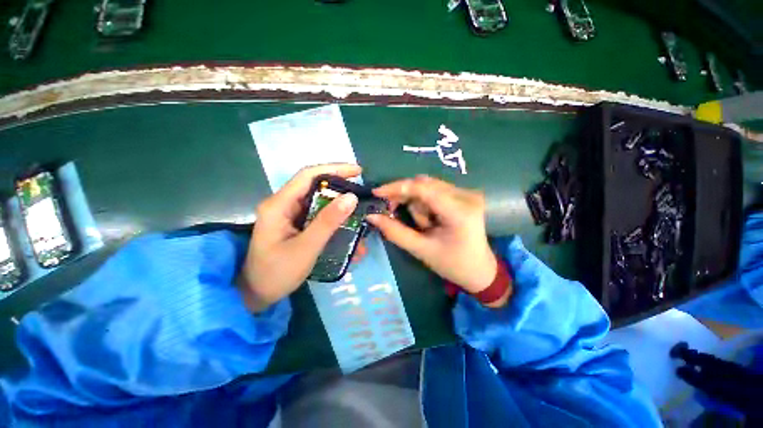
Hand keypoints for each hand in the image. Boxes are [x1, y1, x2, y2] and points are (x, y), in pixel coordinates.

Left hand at [238, 164, 360, 311]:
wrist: (257, 294)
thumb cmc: (277, 273)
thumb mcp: (306, 248)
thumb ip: (328, 222)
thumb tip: (352, 197)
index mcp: (279, 205)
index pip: (308, 175)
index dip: (334, 169)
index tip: (358, 171)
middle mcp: (283, 204)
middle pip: (315, 186)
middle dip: (340, 187)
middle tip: (362, 194)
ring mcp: (289, 214)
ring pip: (319, 200)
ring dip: (339, 205)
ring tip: (358, 211)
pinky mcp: (295, 223)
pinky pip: (318, 214)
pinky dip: (334, 218)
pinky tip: (347, 227)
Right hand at [367, 176, 506, 306]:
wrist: (480, 270)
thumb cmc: (452, 264)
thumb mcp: (421, 250)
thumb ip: (395, 232)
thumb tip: (371, 216)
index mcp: (459, 212)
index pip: (423, 189)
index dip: (397, 188)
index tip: (376, 193)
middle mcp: (466, 195)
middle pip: (424, 184)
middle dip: (405, 197)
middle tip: (392, 211)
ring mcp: (467, 193)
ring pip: (428, 186)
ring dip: (416, 202)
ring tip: (422, 225)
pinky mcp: (464, 195)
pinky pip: (435, 190)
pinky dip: (424, 201)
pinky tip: (427, 218)